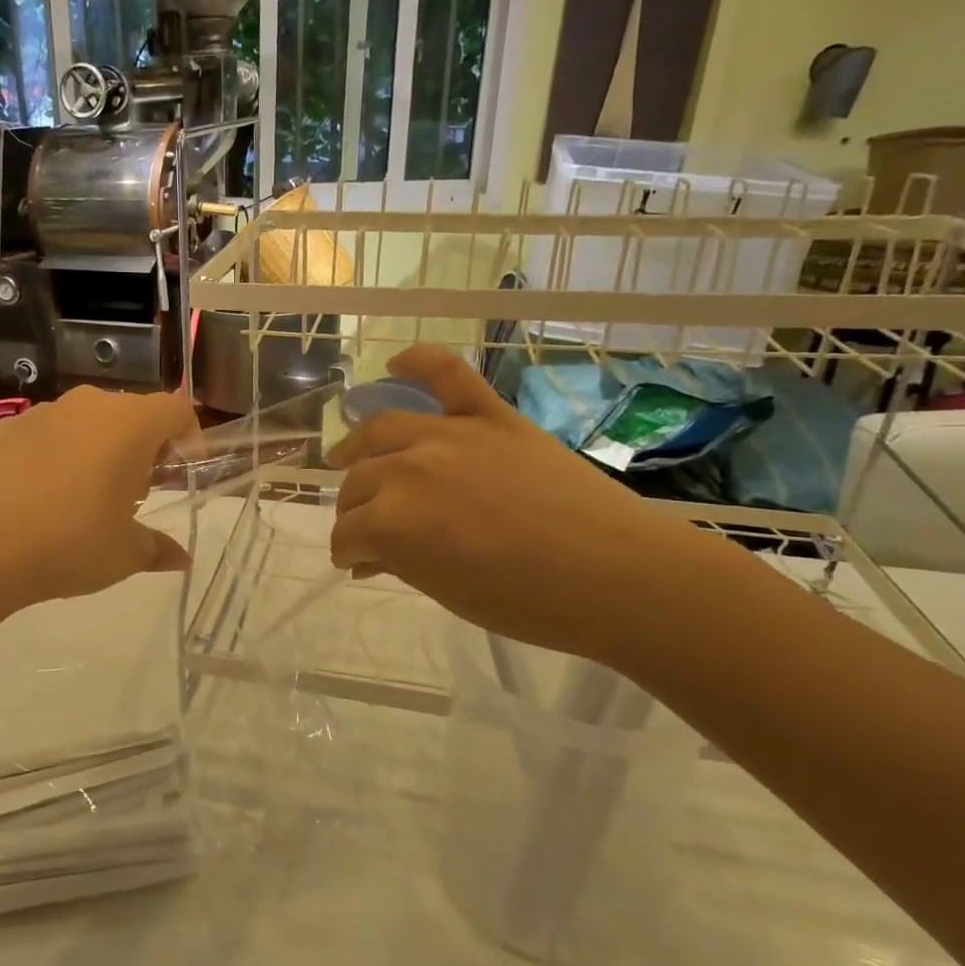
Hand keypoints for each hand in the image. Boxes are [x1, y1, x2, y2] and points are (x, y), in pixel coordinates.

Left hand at [0, 386, 198, 612]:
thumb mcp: (123, 554)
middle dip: (142, 448)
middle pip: (131, 414)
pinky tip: (37, 498)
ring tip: (84, 498)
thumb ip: (157, 549)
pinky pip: (45, 435)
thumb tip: (182, 559)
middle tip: (135, 493)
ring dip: (98, 450)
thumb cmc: (68, 543)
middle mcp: (88, 406)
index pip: (176, 410)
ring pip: (86, 422)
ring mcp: (42, 413)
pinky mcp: (3, 429)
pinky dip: (55, 455)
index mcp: (130, 425)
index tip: (182, 473)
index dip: (189, 437)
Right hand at [327, 345, 714, 666]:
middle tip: (363, 524)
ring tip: (351, 458)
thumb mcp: (447, 592)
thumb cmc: (529, 603)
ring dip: (359, 447)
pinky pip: (447, 373)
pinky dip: (418, 362)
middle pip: (358, 482)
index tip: (356, 562)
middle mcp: (408, 469)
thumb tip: (369, 556)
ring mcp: (449, 434)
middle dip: (352, 509)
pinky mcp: (490, 415)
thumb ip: (398, 562)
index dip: (346, 551)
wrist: (618, 578)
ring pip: (381, 429)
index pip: (347, 532)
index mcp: (393, 522)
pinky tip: (394, 364)